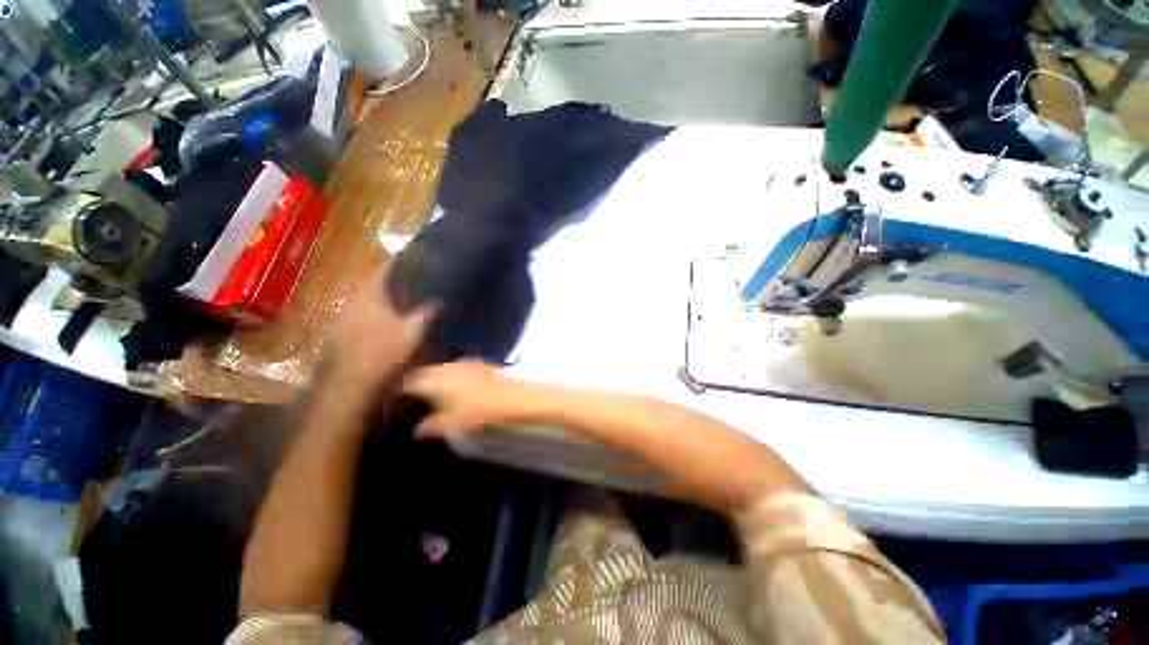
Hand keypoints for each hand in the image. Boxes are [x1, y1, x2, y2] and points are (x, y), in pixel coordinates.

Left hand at [325, 264, 433, 390]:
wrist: (349, 381)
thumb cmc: (383, 352)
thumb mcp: (412, 333)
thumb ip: (426, 314)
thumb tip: (440, 302)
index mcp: (371, 295)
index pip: (382, 271)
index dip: (397, 265)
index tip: (412, 262)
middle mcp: (353, 300)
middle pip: (371, 283)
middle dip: (389, 281)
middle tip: (408, 282)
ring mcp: (343, 315)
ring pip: (364, 298)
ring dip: (379, 297)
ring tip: (398, 299)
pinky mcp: (339, 330)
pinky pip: (358, 313)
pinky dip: (371, 312)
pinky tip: (383, 320)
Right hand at [402, 360, 522, 437]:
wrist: (510, 397)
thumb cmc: (478, 412)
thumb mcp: (451, 424)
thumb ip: (431, 427)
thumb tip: (417, 431)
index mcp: (435, 381)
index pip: (411, 382)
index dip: (403, 389)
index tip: (398, 397)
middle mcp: (446, 368)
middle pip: (426, 372)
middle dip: (419, 382)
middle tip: (416, 395)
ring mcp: (463, 363)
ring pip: (442, 368)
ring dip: (436, 377)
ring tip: (435, 390)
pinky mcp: (477, 363)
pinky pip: (457, 367)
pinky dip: (452, 374)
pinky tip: (457, 384)